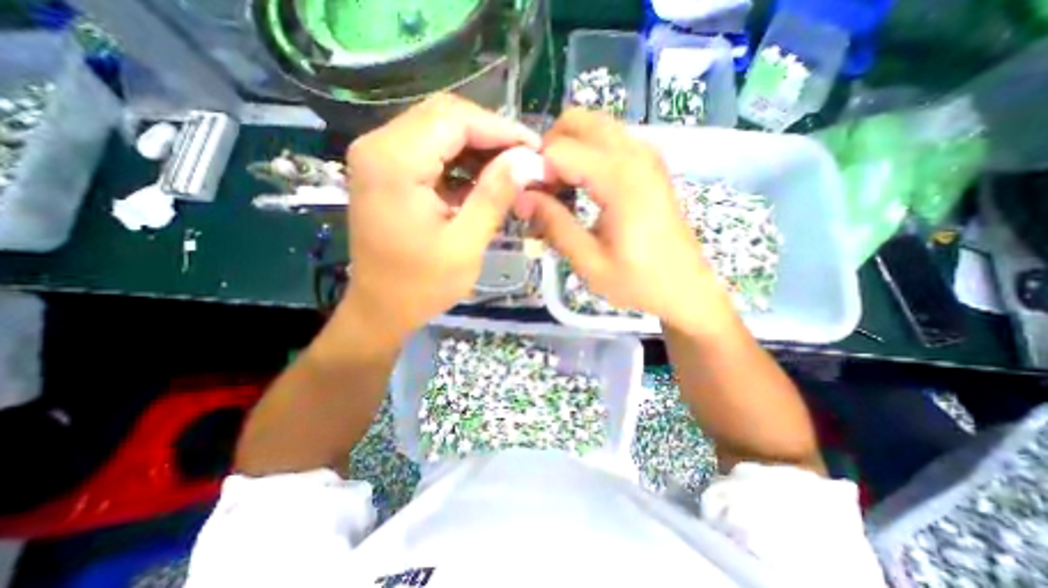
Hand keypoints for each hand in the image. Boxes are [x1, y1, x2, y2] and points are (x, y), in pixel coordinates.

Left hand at [346, 91, 540, 338]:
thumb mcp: (465, 244)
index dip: (501, 129)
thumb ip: (495, 196)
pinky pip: (431, 150)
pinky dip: (462, 160)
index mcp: (394, 162)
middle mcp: (379, 146)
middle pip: (445, 116)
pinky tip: (485, 179)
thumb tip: (528, 160)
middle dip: (491, 135)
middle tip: (526, 159)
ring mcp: (380, 157)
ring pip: (439, 130)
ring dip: (479, 147)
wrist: (381, 308)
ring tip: (512, 169)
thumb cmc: (422, 285)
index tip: (536, 148)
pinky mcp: (387, 171)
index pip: (455, 120)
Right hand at [520, 108, 730, 332]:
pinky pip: (606, 142)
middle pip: (576, 121)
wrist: (685, 289)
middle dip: (548, 152)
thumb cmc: (639, 282)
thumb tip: (521, 197)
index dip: (534, 172)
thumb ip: (554, 225)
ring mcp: (645, 154)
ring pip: (591, 127)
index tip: (528, 204)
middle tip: (543, 192)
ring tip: (559, 196)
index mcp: (620, 178)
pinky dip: (584, 158)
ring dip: (566, 154)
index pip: (559, 149)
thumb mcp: (589, 262)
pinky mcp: (647, 164)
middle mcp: (635, 153)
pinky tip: (580, 193)